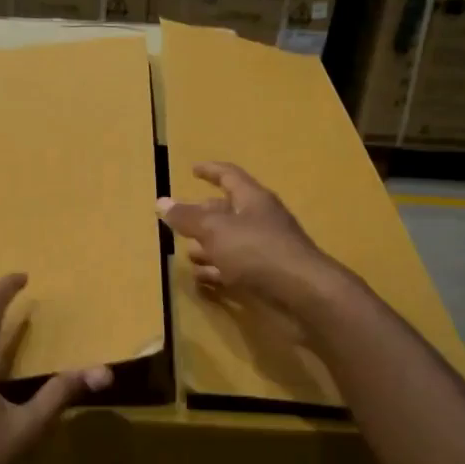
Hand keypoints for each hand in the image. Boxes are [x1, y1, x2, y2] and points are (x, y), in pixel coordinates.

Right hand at [157, 162, 335, 310]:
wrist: (303, 295)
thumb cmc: (257, 251)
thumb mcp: (215, 230)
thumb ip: (188, 218)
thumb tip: (161, 202)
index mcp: (252, 199)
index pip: (229, 176)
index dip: (211, 171)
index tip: (193, 169)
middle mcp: (260, 220)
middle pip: (228, 211)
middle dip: (204, 215)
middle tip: (180, 221)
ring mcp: (265, 250)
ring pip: (230, 242)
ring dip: (208, 247)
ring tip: (186, 254)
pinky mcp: (267, 277)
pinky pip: (236, 269)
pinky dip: (217, 272)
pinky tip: (201, 279)